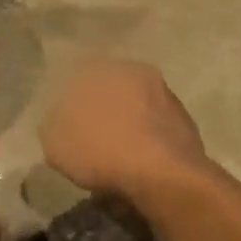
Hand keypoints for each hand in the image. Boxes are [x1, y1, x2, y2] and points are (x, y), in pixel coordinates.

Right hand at [40, 59, 208, 201]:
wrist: (160, 172)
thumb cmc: (100, 150)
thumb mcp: (55, 142)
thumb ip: (54, 124)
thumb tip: (59, 121)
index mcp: (100, 67)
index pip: (80, 78)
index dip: (73, 105)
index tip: (70, 128)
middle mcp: (134, 70)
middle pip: (112, 89)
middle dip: (104, 110)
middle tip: (94, 140)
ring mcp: (164, 92)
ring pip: (138, 106)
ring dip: (130, 123)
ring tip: (119, 155)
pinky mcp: (185, 118)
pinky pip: (157, 127)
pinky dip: (149, 140)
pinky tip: (142, 162)